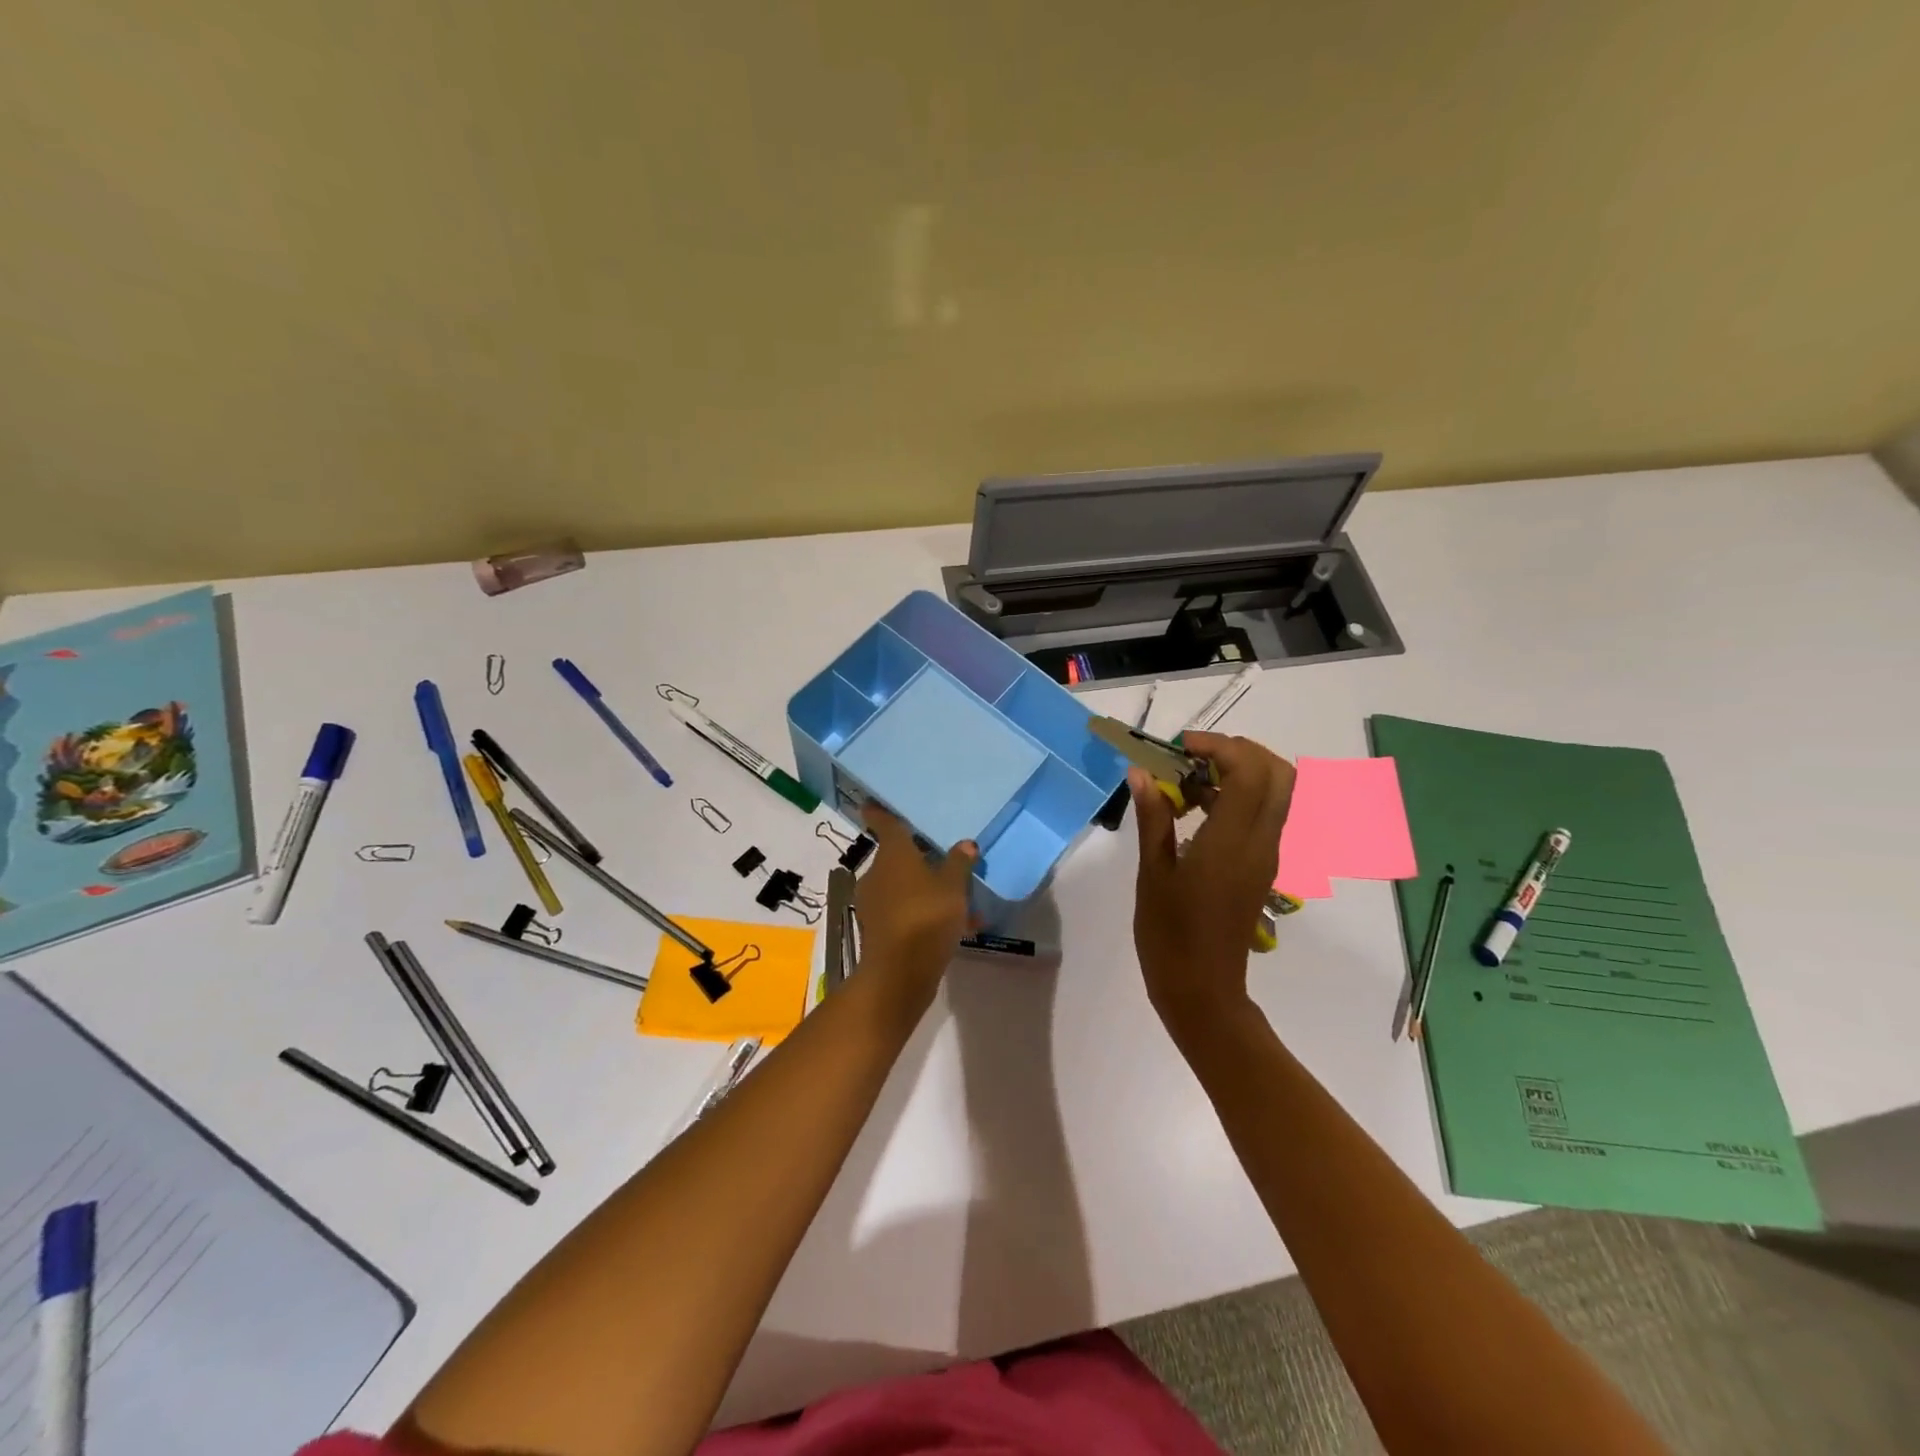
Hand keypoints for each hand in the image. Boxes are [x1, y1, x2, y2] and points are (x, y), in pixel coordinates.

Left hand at [852, 804, 977, 1019]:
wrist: (899, 974)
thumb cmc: (926, 917)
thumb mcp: (953, 887)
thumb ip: (959, 863)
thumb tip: (965, 843)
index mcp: (893, 854)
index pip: (885, 824)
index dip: (879, 813)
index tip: (871, 803)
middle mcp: (877, 873)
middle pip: (896, 858)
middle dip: (918, 859)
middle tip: (943, 859)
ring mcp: (874, 903)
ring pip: (903, 887)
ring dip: (926, 890)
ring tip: (961, 901)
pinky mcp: (878, 929)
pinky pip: (905, 912)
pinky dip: (924, 914)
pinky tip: (956, 927)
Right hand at [1130, 732, 1295, 1044]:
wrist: (1202, 990)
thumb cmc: (1169, 934)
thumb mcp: (1152, 873)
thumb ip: (1153, 818)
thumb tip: (1141, 772)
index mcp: (1232, 843)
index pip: (1250, 772)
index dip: (1220, 745)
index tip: (1180, 746)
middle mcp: (1261, 843)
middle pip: (1280, 774)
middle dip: (1240, 751)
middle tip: (1194, 756)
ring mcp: (1268, 855)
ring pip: (1279, 793)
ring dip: (1242, 772)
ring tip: (1190, 780)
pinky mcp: (1264, 866)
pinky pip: (1266, 815)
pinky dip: (1241, 796)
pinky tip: (1199, 808)